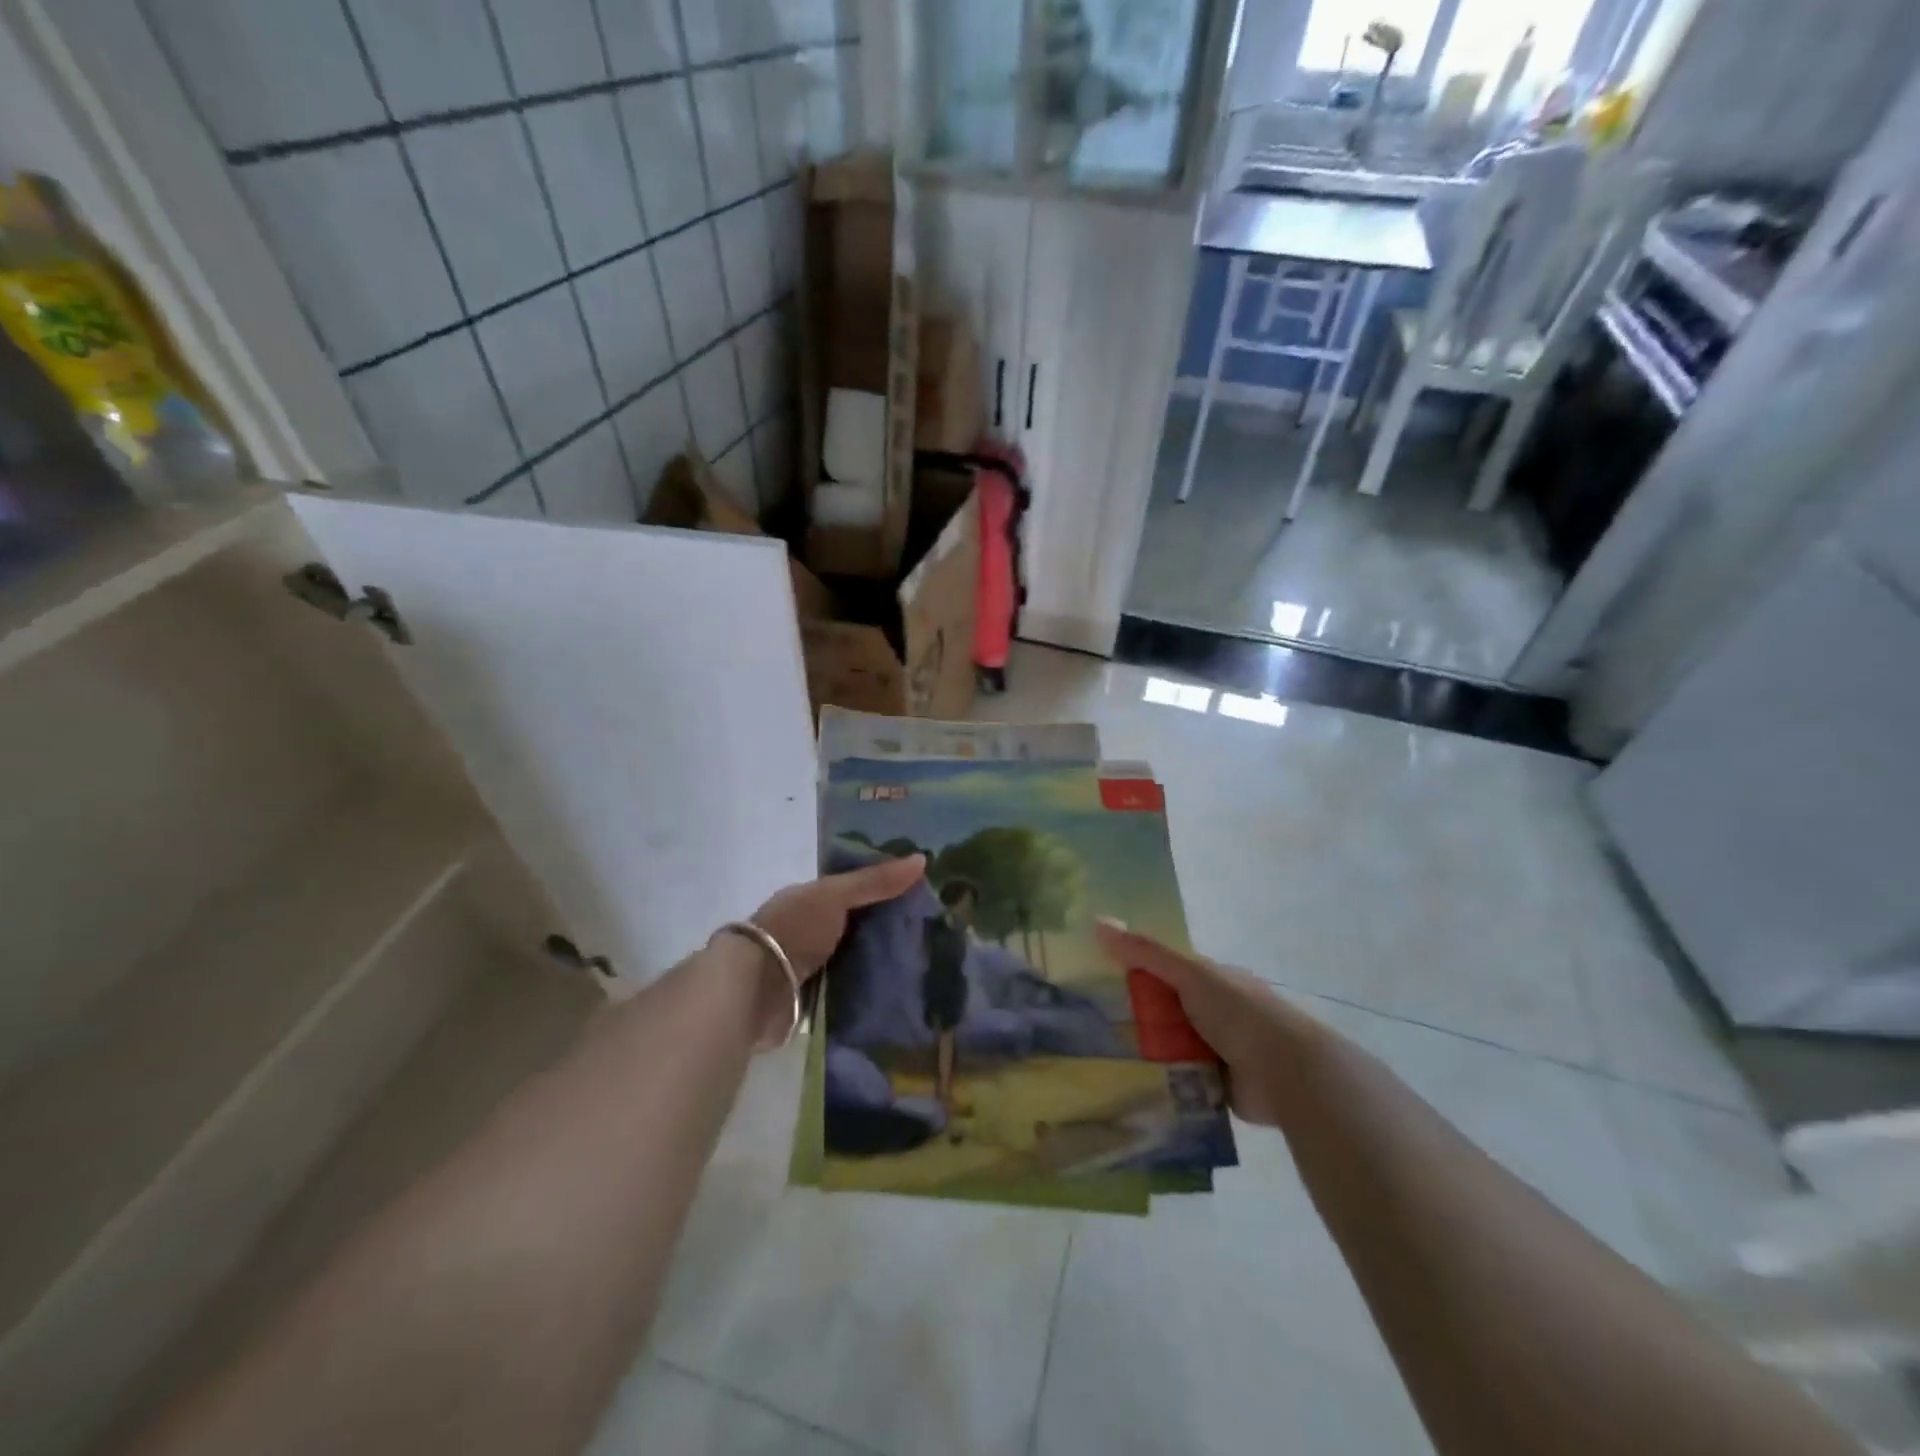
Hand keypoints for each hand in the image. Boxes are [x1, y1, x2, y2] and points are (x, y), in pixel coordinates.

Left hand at [751, 855, 927, 982]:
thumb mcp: (835, 895)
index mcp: (810, 899)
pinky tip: (902, 989)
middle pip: (857, 924)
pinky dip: (871, 987)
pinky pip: (852, 988)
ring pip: (856, 957)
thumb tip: (922, 859)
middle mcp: (810, 929)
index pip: (854, 889)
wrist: (756, 989)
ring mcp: (812, 965)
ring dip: (881, 960)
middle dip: (888, 927)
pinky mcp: (816, 998)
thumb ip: (875, 881)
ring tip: (927, 962)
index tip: (923, 892)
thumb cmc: (793, 930)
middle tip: (933, 930)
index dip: (885, 889)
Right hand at [1094, 919, 1310, 1127]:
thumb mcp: (1189, 974)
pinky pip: (1179, 1082)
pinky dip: (1161, 1083)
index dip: (1133, 971)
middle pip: (1163, 1010)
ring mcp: (1216, 1050)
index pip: (1164, 970)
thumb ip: (1145, 951)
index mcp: (1210, 980)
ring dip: (1146, 1052)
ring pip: (1169, 1047)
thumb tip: (1097, 921)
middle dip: (1134, 1016)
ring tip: (1099, 1058)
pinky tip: (1128, 1087)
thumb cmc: (1238, 1012)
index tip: (1097, 978)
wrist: (1287, 1074)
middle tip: (1090, 1023)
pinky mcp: (1216, 1087)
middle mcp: (1213, 1012)